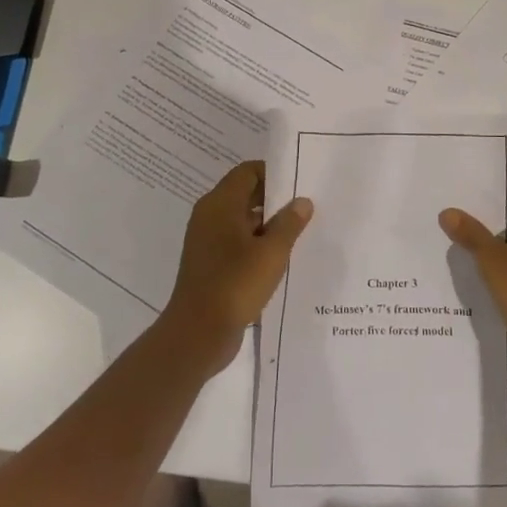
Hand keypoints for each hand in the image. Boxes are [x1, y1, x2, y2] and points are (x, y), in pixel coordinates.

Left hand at [161, 161, 312, 375]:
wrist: (198, 333)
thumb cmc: (235, 284)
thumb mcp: (271, 252)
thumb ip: (289, 223)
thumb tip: (302, 201)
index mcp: (219, 204)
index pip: (248, 172)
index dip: (274, 173)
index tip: (300, 183)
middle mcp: (209, 217)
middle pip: (245, 195)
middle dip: (275, 200)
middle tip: (307, 207)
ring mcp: (207, 242)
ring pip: (242, 222)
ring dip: (268, 226)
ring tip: (301, 233)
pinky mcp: (210, 265)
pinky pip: (237, 244)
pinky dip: (257, 246)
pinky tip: (281, 259)